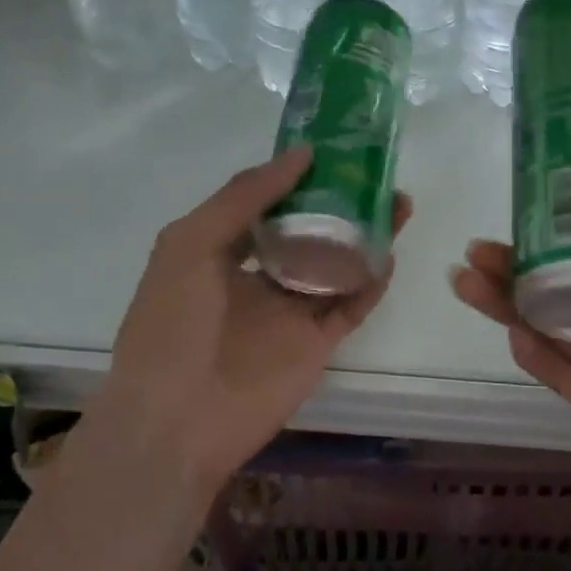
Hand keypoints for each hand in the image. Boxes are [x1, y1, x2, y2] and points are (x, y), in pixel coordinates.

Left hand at [82, 146, 409, 489]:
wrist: (177, 421)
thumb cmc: (172, 324)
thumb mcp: (191, 243)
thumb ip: (243, 196)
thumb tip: (300, 155)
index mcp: (220, 251)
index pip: (266, 204)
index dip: (296, 177)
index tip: (332, 148)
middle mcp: (258, 277)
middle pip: (308, 230)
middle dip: (340, 202)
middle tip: (375, 173)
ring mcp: (289, 312)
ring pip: (336, 264)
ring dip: (365, 235)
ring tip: (398, 202)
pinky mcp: (316, 344)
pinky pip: (350, 306)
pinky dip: (371, 283)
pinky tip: (389, 253)